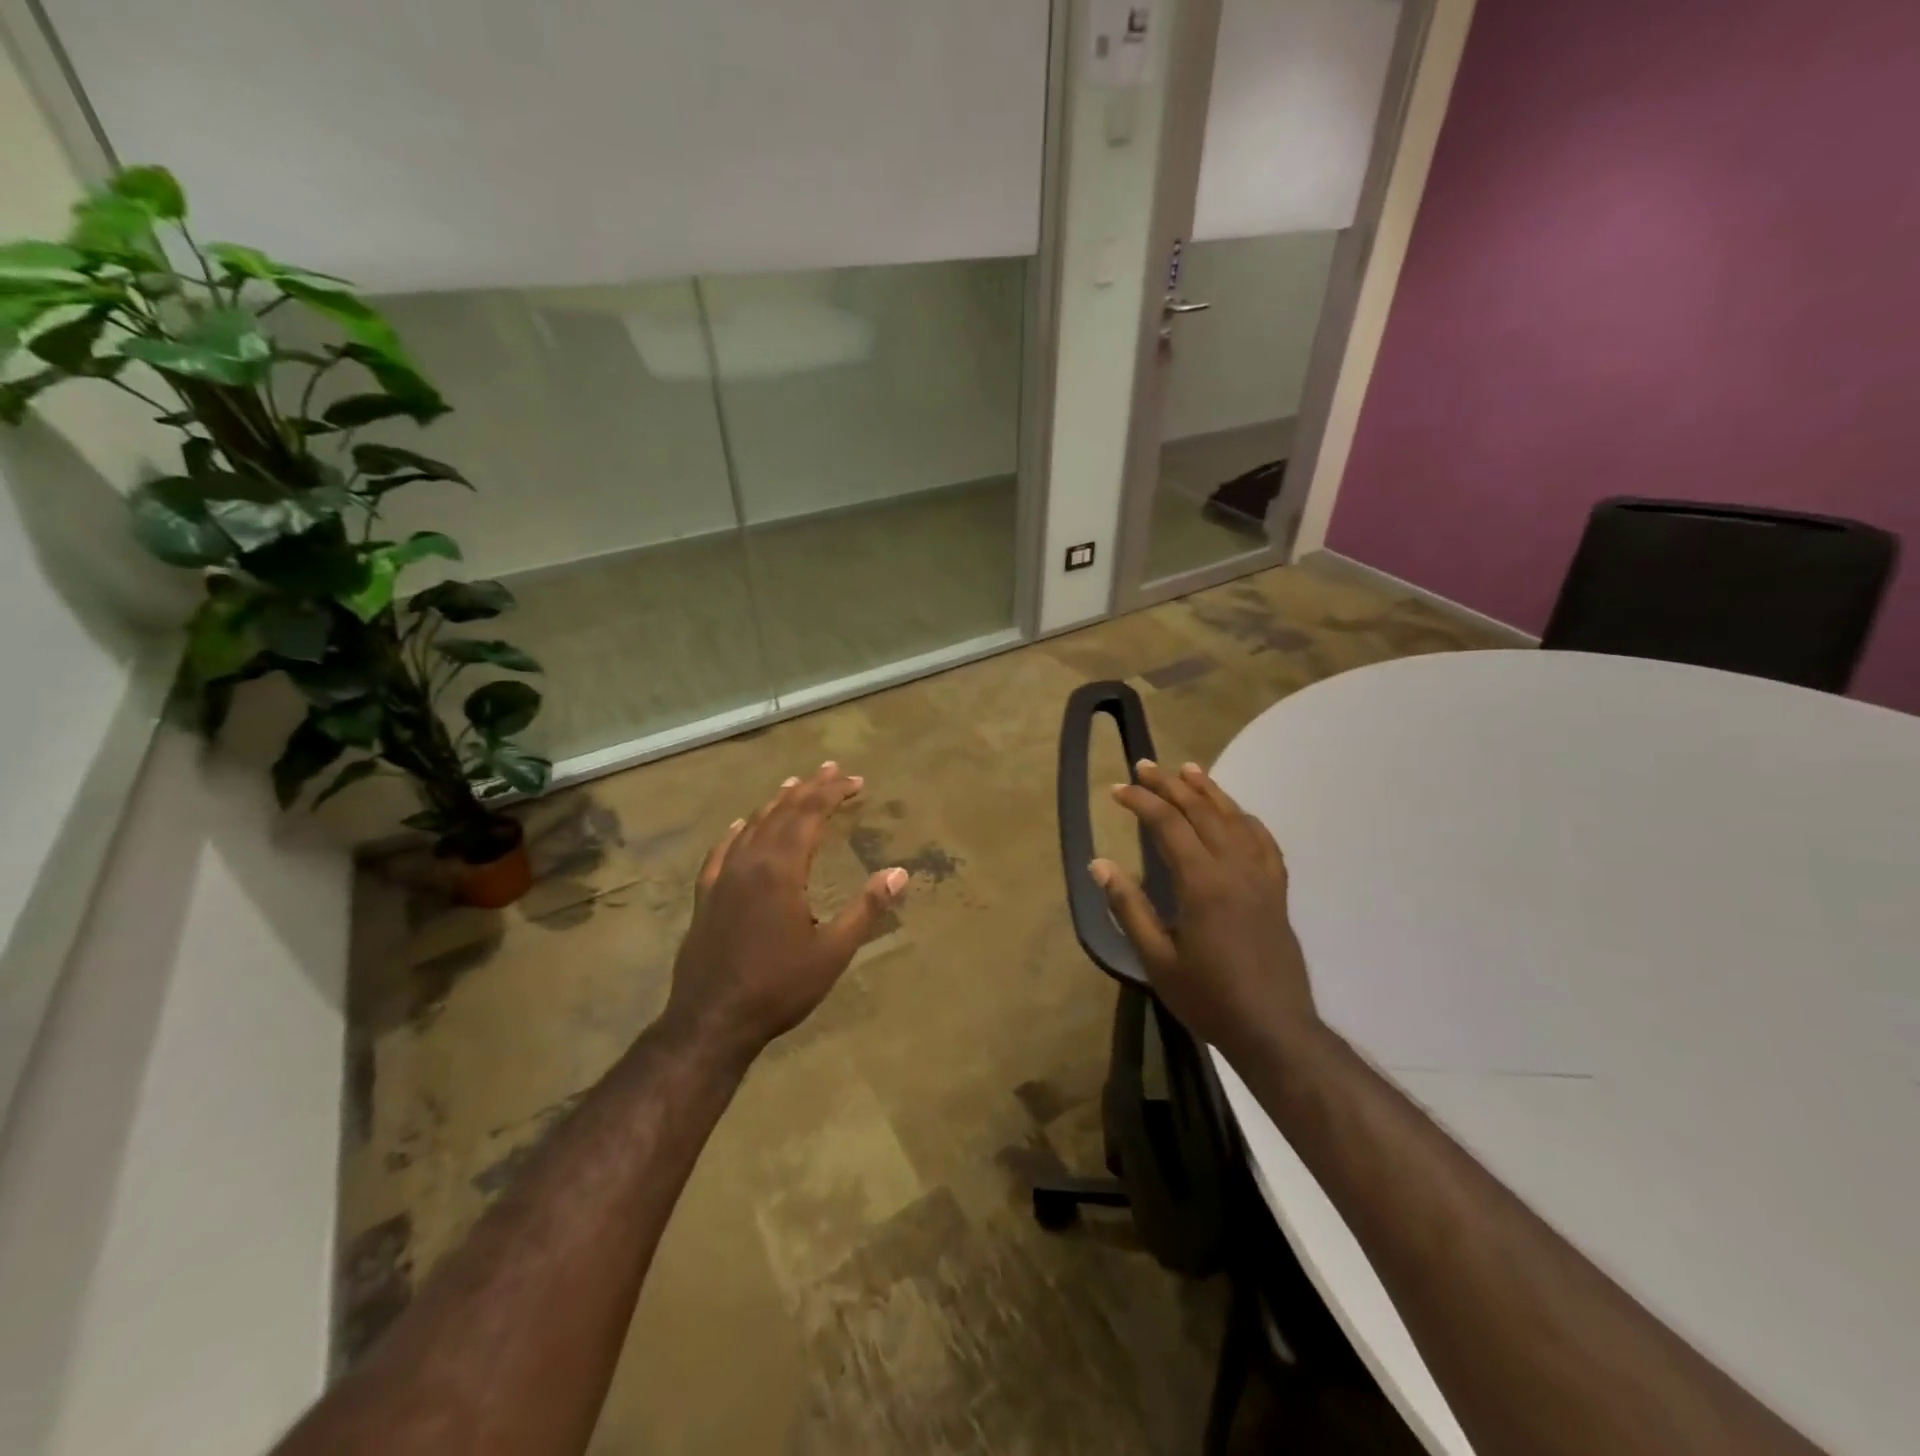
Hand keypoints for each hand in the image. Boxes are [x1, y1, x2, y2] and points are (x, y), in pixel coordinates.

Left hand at [661, 762, 906, 1065]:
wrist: (711, 1021)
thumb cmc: (779, 987)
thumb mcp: (834, 951)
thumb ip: (866, 908)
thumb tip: (899, 872)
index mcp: (782, 870)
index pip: (810, 815)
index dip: (833, 793)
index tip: (856, 781)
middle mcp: (750, 862)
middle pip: (782, 813)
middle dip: (809, 789)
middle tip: (830, 769)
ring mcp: (723, 878)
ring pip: (752, 826)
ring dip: (775, 803)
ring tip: (793, 786)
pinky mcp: (706, 896)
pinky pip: (721, 851)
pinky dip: (736, 832)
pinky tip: (739, 827)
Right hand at [1091, 760, 1318, 1059]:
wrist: (1274, 1029)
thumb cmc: (1209, 997)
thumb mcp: (1157, 959)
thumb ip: (1129, 907)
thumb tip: (1099, 864)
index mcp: (1202, 883)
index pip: (1169, 825)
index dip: (1142, 801)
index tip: (1117, 790)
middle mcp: (1234, 868)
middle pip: (1201, 812)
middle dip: (1170, 785)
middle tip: (1145, 766)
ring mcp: (1261, 877)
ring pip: (1235, 819)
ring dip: (1209, 791)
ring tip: (1187, 770)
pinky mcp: (1277, 891)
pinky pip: (1264, 842)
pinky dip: (1246, 819)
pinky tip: (1236, 813)